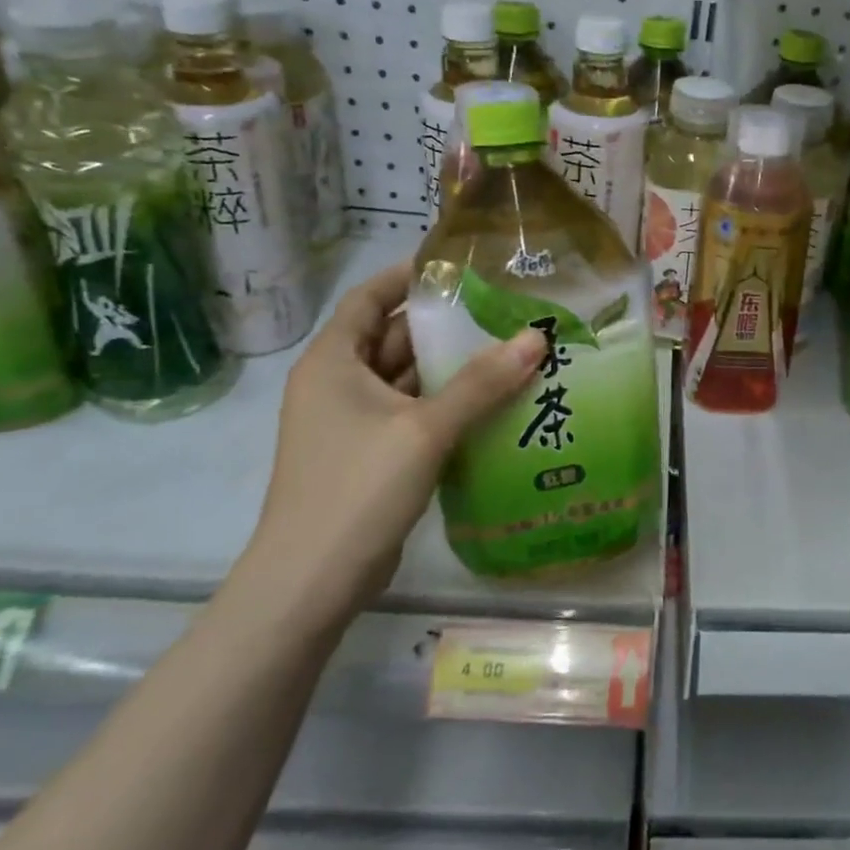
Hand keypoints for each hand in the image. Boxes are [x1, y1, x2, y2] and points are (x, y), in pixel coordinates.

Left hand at [237, 262, 545, 628]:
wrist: (312, 582)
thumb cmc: (357, 488)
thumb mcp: (424, 428)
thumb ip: (481, 382)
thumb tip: (537, 336)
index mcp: (333, 361)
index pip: (370, 298)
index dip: (409, 277)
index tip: (460, 266)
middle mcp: (338, 384)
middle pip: (395, 338)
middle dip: (446, 326)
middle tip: (505, 311)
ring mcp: (353, 423)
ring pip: (408, 380)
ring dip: (452, 369)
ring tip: (511, 351)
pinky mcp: (371, 456)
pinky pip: (414, 414)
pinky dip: (448, 405)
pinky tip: (494, 403)